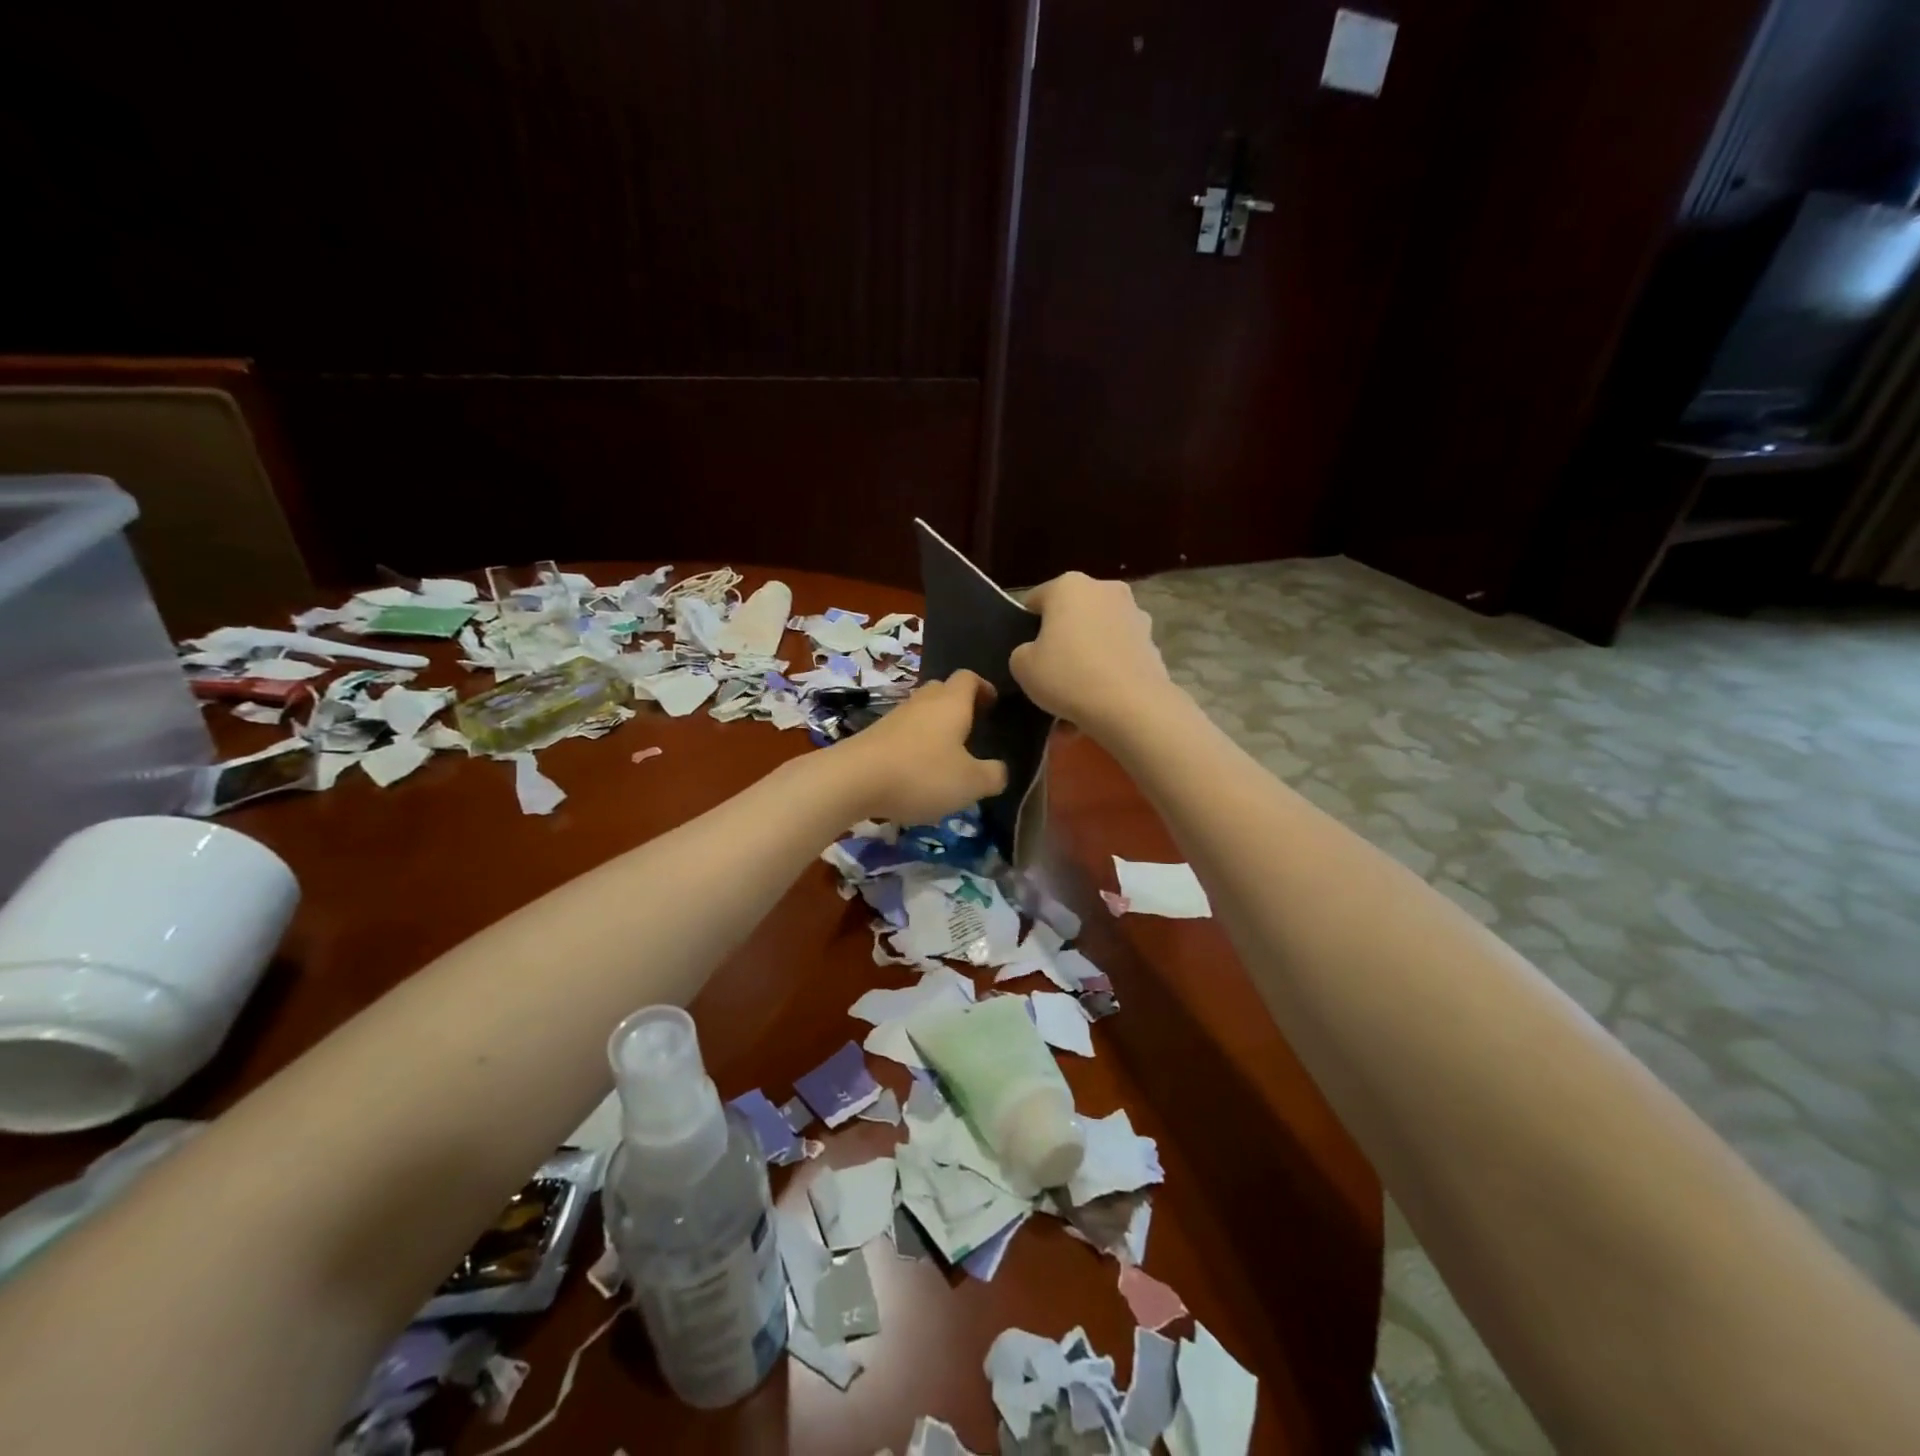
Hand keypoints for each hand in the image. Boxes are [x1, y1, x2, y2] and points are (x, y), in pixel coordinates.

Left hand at [831, 670, 1008, 823]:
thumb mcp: (970, 782)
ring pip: (921, 712)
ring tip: (947, 756)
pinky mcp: (874, 736)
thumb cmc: (921, 774)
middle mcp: (923, 701)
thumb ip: (993, 775)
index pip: (969, 678)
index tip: (993, 706)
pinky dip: (915, 745)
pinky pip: (903, 733)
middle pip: (943, 690)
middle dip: (959, 705)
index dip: (984, 688)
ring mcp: (894, 716)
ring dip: (935, 727)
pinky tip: (917, 772)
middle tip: (973, 730)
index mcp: (951, 702)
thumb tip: (1000, 770)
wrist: (852, 780)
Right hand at [1010, 572, 1172, 730]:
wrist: (1131, 706)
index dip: (1026, 627)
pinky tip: (1100, 703)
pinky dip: (1109, 674)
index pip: (1035, 601)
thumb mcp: (1022, 666)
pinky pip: (1119, 657)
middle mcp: (1104, 590)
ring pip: (1098, 637)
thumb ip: (1023, 652)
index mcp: (1068, 586)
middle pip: (1072, 616)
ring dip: (1087, 660)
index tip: (1026, 654)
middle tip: (1051, 675)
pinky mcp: (1152, 642)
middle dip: (1062, 641)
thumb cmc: (1068, 675)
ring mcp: (1134, 614)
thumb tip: (1037, 652)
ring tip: (1077, 699)